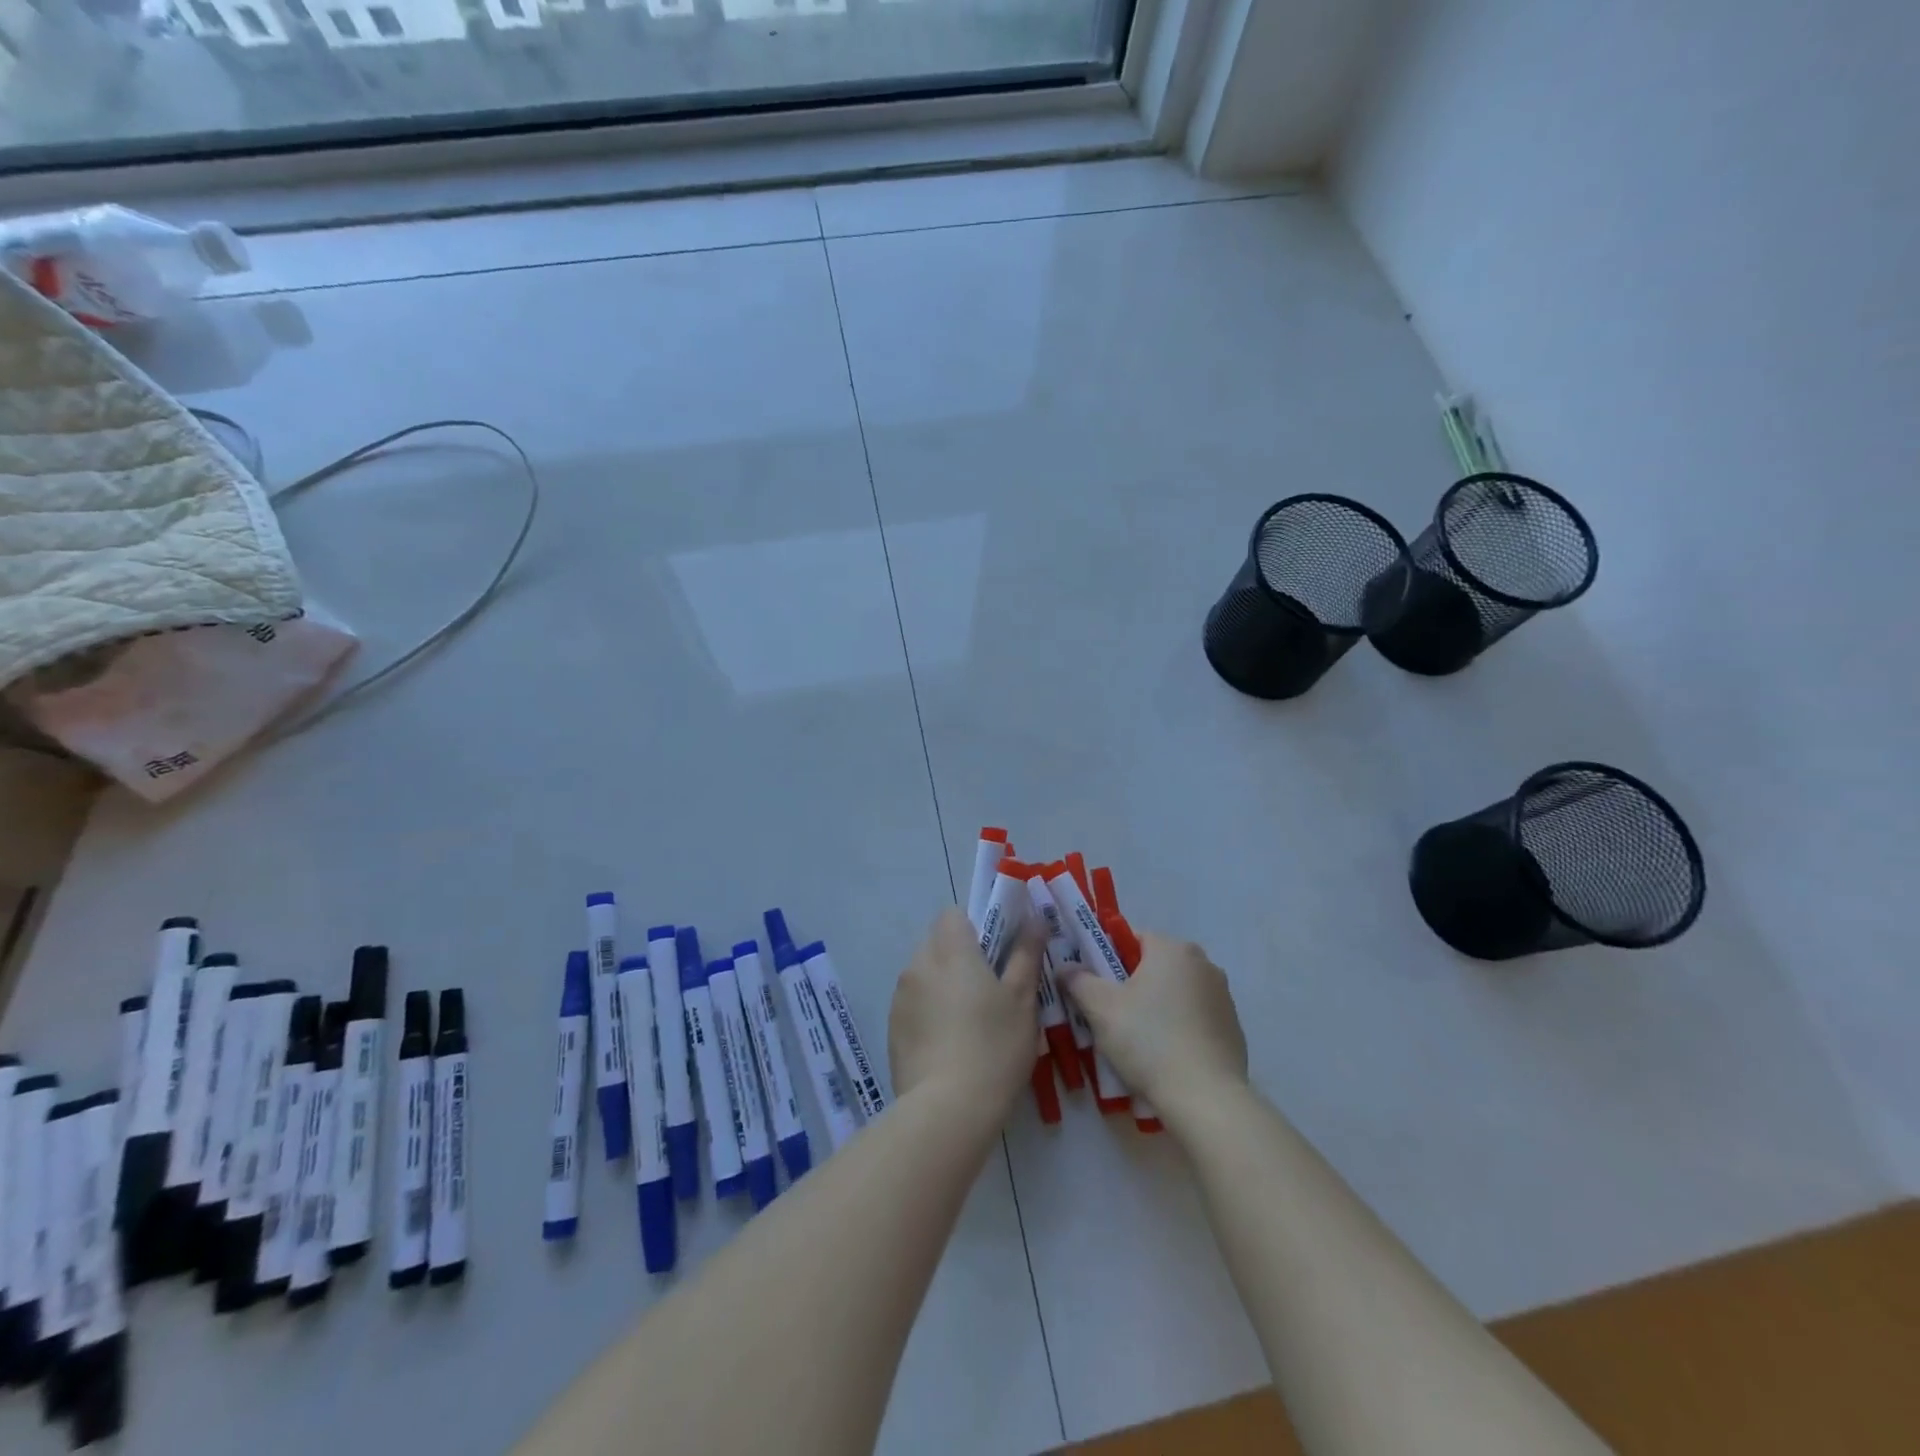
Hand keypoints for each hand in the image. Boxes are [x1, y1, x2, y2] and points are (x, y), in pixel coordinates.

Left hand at [889, 907, 1042, 1118]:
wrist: (947, 1109)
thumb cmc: (994, 1046)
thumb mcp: (1022, 1000)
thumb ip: (1026, 954)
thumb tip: (1034, 920)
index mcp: (950, 950)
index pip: (953, 914)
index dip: (975, 925)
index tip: (995, 952)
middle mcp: (919, 964)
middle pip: (937, 942)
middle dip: (960, 955)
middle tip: (989, 988)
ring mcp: (900, 996)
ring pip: (924, 973)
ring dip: (943, 983)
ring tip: (969, 1021)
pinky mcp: (893, 1027)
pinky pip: (914, 1003)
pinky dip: (929, 1011)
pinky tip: (949, 1044)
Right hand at [1057, 930, 1247, 1112]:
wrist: (1206, 1098)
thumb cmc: (1149, 1041)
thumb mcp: (1100, 1009)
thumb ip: (1078, 980)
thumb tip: (1066, 967)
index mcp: (1173, 949)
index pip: (1132, 938)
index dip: (1107, 958)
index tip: (1095, 985)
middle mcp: (1203, 963)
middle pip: (1154, 965)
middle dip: (1131, 984)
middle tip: (1109, 1014)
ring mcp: (1222, 996)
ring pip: (1175, 992)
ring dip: (1156, 1006)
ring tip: (1136, 1041)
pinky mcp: (1233, 1028)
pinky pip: (1194, 1018)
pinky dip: (1178, 1028)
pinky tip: (1165, 1056)